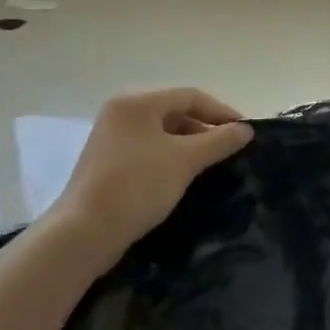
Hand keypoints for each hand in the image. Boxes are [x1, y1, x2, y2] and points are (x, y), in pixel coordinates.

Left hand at [56, 88, 252, 259]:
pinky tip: (183, 177)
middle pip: (175, 112)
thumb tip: (246, 130)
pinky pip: (148, 150)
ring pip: (161, 133)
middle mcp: (121, 112)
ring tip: (210, 166)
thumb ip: (219, 141)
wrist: (83, 234)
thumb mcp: (185, 160)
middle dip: (205, 130)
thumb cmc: (137, 186)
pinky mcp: (107, 162)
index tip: (244, 133)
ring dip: (188, 146)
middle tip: (229, 150)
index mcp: (137, 102)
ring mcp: (111, 138)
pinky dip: (169, 158)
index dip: (221, 112)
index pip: (190, 96)